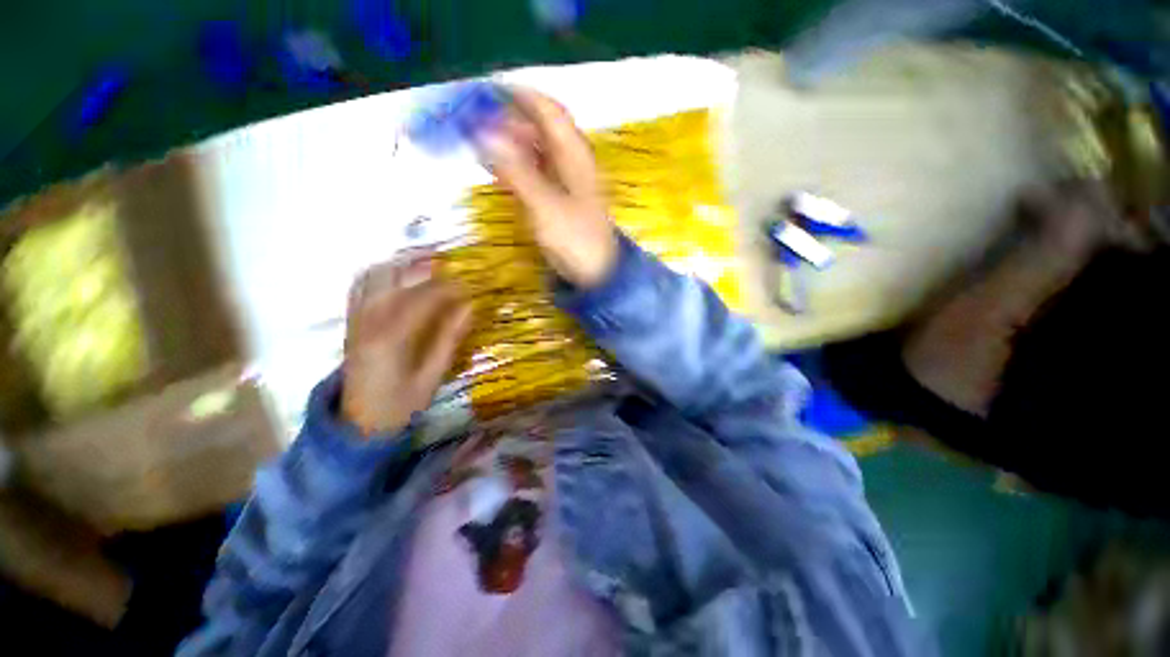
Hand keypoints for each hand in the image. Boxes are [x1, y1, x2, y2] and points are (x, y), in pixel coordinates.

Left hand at [341, 254, 471, 437]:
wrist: (358, 424)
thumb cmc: (400, 405)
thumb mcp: (431, 377)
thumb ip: (449, 339)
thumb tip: (470, 308)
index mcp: (390, 338)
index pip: (423, 298)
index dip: (449, 287)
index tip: (470, 284)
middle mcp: (368, 322)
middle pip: (393, 278)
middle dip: (422, 265)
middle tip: (449, 264)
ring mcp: (355, 320)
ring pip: (373, 276)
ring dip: (400, 265)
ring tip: (425, 263)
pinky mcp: (351, 323)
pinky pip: (360, 287)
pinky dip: (380, 274)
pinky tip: (398, 276)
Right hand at [479, 88, 617, 287]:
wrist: (596, 274)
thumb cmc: (576, 240)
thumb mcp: (545, 206)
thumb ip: (516, 170)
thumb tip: (484, 133)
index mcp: (575, 155)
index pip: (548, 111)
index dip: (520, 96)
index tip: (487, 91)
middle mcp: (572, 162)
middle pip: (541, 128)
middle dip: (510, 120)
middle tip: (476, 121)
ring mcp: (567, 181)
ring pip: (537, 150)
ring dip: (512, 143)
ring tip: (482, 143)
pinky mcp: (561, 200)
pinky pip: (537, 172)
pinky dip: (518, 166)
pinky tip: (500, 169)